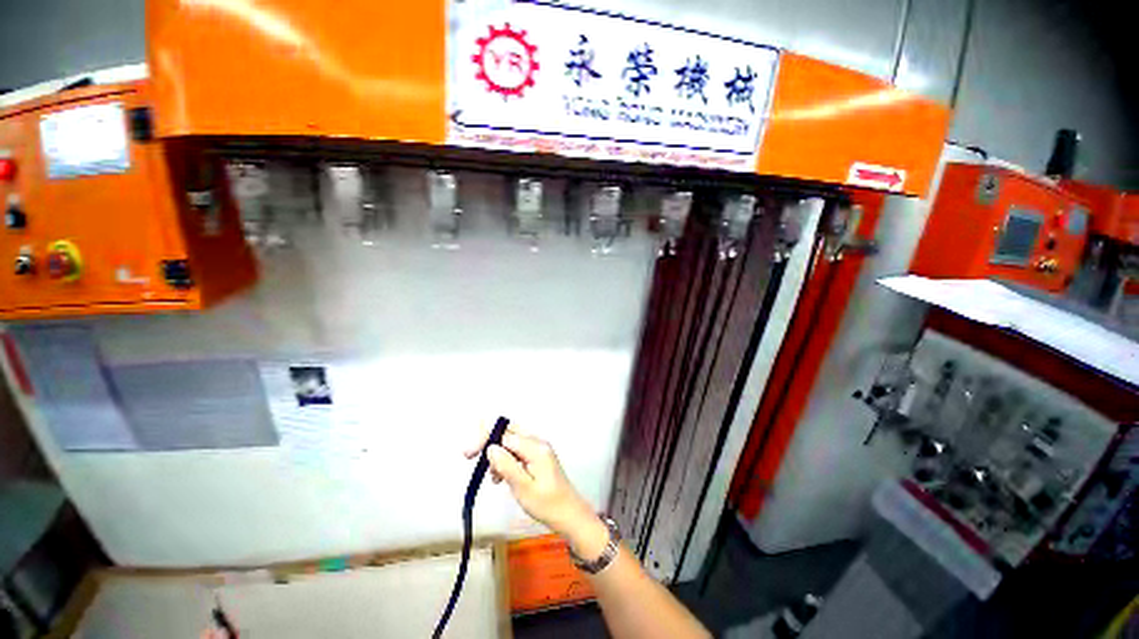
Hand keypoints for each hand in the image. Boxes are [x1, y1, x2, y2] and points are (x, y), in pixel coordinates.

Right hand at [465, 426, 604, 554]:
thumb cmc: (546, 504)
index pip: (506, 434)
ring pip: (511, 442)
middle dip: (489, 442)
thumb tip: (490, 447)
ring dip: (498, 455)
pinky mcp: (538, 457)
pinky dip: (506, 461)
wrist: (570, 514)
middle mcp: (538, 442)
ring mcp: (539, 449)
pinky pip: (517, 452)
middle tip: (471, 457)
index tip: (468, 455)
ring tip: (494, 478)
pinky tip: (501, 477)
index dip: (485, 440)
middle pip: (509, 432)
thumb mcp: (523, 487)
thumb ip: (506, 465)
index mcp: (535, 447)